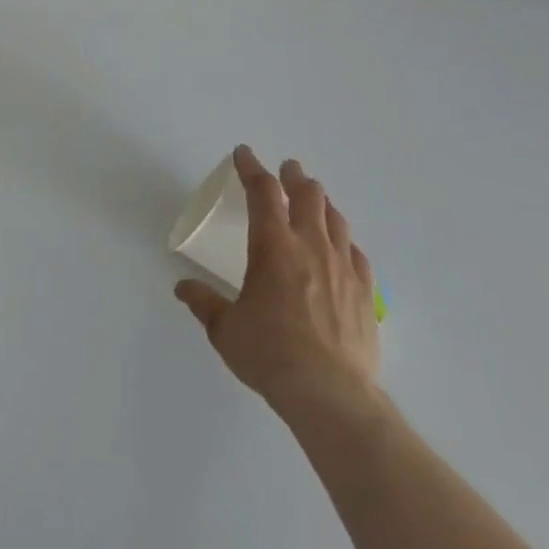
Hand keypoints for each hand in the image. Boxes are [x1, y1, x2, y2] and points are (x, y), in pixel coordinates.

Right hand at [175, 146, 381, 432]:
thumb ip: (204, 303)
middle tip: (286, 170)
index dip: (251, 167)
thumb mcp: (225, 329)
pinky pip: (356, 252)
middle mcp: (310, 246)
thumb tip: (183, 287)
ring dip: (321, 202)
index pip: (262, 191)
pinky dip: (343, 240)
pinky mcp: (365, 292)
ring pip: (335, 218)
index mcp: (273, 246)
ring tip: (313, 199)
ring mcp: (343, 267)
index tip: (243, 153)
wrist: (331, 395)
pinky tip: (340, 246)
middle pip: (307, 194)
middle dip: (294, 176)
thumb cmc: (270, 354)